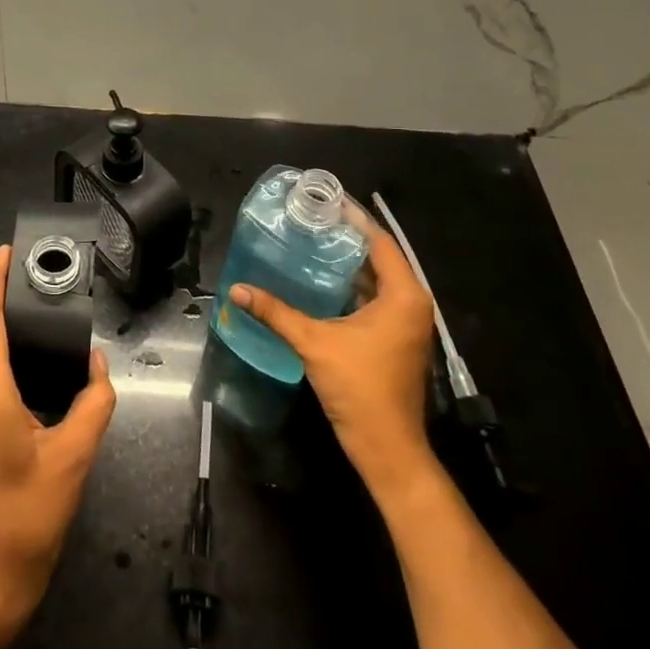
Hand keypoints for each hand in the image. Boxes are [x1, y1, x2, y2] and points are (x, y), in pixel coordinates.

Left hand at [0, 245, 116, 637]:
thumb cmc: (28, 517)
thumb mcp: (74, 457)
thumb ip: (93, 401)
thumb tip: (97, 364)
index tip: (7, 251)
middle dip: (9, 306)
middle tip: (47, 288)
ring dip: (9, 338)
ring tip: (48, 325)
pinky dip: (5, 364)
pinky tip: (35, 371)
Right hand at [231, 201, 438, 503]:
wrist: (386, 448)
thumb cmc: (359, 389)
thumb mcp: (314, 343)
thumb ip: (276, 312)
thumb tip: (238, 289)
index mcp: (403, 296)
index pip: (380, 242)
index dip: (353, 219)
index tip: (325, 200)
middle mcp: (411, 304)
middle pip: (379, 258)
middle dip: (346, 238)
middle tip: (310, 219)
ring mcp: (405, 324)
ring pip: (376, 281)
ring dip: (346, 263)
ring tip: (310, 242)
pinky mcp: (394, 339)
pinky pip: (373, 300)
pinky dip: (349, 287)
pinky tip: (318, 282)